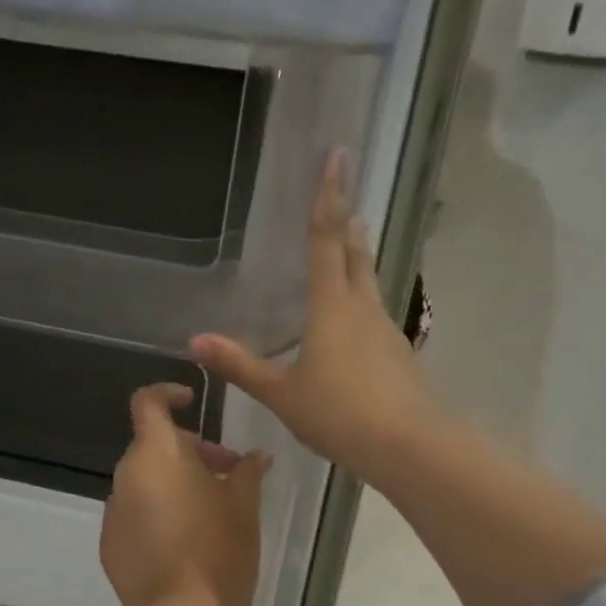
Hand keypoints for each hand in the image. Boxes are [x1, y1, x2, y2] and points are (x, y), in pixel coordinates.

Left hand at [100, 384, 269, 605]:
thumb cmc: (219, 551)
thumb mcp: (244, 506)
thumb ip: (247, 472)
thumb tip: (256, 456)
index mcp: (156, 455)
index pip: (148, 403)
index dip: (167, 393)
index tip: (192, 402)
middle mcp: (126, 477)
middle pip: (153, 446)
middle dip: (189, 452)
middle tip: (226, 474)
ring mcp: (114, 513)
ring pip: (144, 483)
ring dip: (173, 485)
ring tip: (209, 512)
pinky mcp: (110, 547)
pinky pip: (134, 516)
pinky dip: (156, 515)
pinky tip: (185, 543)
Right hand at [191, 151, 442, 480]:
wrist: (410, 447)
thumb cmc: (339, 413)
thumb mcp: (282, 393)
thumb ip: (241, 366)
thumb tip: (195, 342)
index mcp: (332, 307)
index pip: (326, 240)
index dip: (327, 197)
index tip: (338, 157)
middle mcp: (363, 309)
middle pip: (355, 256)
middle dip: (348, 224)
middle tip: (345, 199)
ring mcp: (387, 332)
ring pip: (370, 285)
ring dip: (360, 261)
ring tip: (352, 247)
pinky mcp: (400, 357)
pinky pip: (377, 318)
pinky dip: (364, 304)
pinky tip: (357, 324)